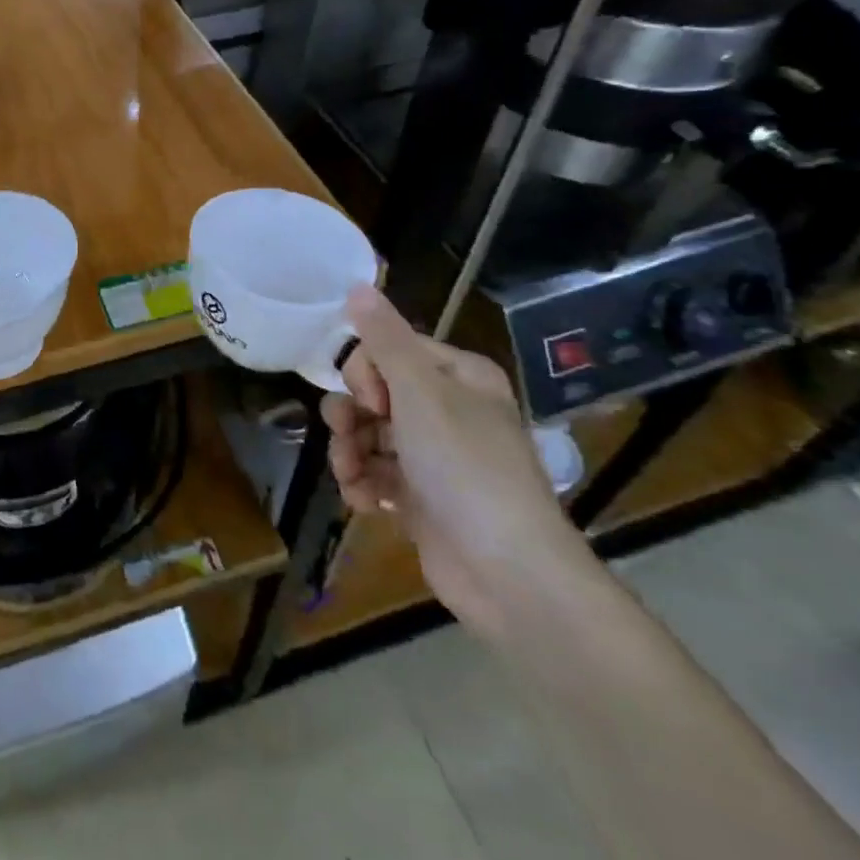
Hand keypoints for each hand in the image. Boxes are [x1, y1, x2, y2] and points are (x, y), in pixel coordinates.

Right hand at [321, 285, 595, 638]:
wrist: (510, 575)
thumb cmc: (466, 469)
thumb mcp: (421, 393)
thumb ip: (384, 339)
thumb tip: (358, 284)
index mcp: (457, 378)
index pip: (389, 350)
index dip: (366, 371)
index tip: (370, 400)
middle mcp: (448, 411)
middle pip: (373, 393)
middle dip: (351, 415)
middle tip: (349, 435)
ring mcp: (435, 458)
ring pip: (369, 436)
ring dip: (349, 453)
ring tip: (351, 477)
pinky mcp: (422, 499)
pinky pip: (377, 475)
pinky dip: (363, 485)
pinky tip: (364, 503)